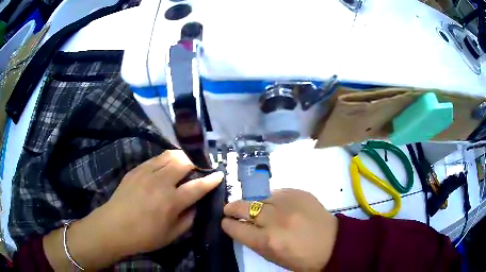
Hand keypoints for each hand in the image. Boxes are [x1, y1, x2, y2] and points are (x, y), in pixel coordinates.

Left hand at [99, 150, 223, 256]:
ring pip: (169, 155)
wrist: (114, 227)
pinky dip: (166, 159)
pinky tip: (166, 166)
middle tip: (200, 167)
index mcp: (171, 201)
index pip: (197, 186)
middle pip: (184, 162)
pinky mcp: (136, 170)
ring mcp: (146, 173)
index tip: (219, 174)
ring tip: (185, 162)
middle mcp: (160, 182)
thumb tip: (197, 205)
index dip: (211, 179)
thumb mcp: (172, 235)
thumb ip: (188, 219)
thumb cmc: (144, 236)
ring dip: (181, 157)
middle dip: (197, 162)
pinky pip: (155, 159)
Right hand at [222, 189, 337, 270]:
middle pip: (243, 206)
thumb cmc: (302, 258)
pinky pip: (277, 192)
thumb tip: (241, 225)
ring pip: (259, 197)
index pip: (235, 227)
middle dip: (232, 208)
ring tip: (256, 208)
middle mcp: (275, 220)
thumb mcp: (273, 256)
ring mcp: (288, 203)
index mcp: (267, 241)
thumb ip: (254, 241)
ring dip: (254, 203)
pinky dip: (272, 199)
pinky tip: (276, 205)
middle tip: (230, 209)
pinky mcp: (299, 192)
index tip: (225, 221)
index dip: (227, 224)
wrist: (333, 243)